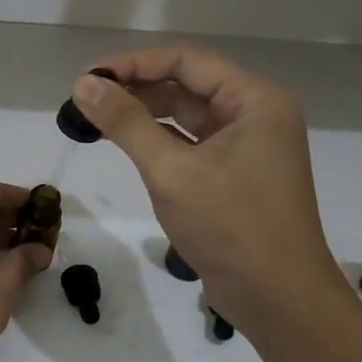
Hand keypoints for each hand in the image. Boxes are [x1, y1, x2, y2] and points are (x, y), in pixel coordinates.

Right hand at [69, 48, 345, 329]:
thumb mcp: (171, 170)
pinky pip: (189, 143)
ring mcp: (246, 146)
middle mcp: (254, 115)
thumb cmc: (230, 226)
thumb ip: (126, 122)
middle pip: (186, 84)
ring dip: (142, 114)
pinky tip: (123, 144)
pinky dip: (156, 140)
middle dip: (135, 88)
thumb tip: (83, 84)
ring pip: (185, 115)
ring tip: (94, 119)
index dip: (134, 63)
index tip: (88, 77)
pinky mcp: (234, 174)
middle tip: (84, 99)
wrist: (278, 300)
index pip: (186, 61)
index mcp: (254, 101)